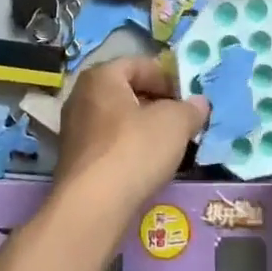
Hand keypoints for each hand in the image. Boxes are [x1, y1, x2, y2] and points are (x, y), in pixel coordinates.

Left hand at [55, 57, 208, 221]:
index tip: (186, 99)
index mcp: (101, 77)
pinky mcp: (74, 160)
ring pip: (117, 119)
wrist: (93, 206)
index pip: (138, 64)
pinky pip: (107, 144)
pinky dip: (127, 149)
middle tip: (180, 121)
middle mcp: (81, 96)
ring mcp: (73, 129)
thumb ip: (190, 109)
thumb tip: (199, 102)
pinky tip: (145, 166)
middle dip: (155, 103)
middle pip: (126, 91)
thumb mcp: (175, 123)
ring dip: (142, 128)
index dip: (166, 78)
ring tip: (168, 145)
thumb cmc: (134, 149)